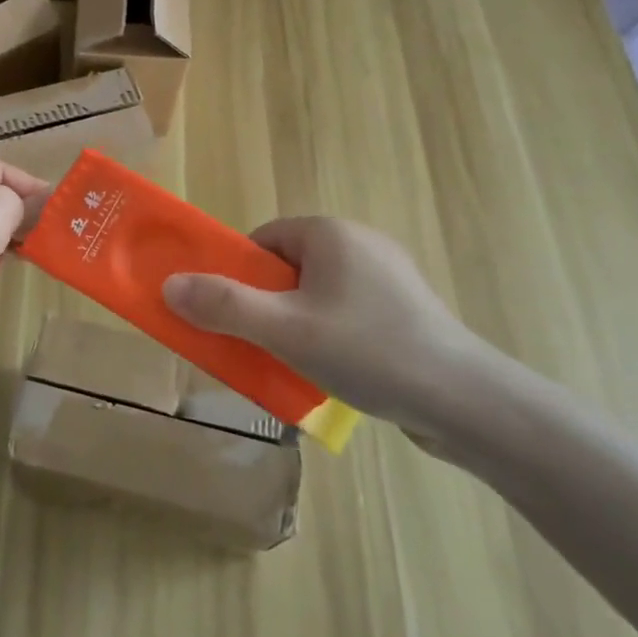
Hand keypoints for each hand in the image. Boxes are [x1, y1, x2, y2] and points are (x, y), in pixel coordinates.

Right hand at [161, 217, 520, 451]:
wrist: (467, 403)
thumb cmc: (368, 351)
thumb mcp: (284, 330)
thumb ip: (223, 306)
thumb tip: (169, 286)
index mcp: (330, 234)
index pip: (264, 241)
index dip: (241, 276)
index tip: (235, 316)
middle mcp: (361, 243)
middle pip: (288, 268)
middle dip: (267, 305)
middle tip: (261, 345)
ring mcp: (390, 278)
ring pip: (318, 294)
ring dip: (297, 325)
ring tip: (297, 364)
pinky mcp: (408, 311)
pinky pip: (348, 313)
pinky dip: (331, 337)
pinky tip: (338, 373)